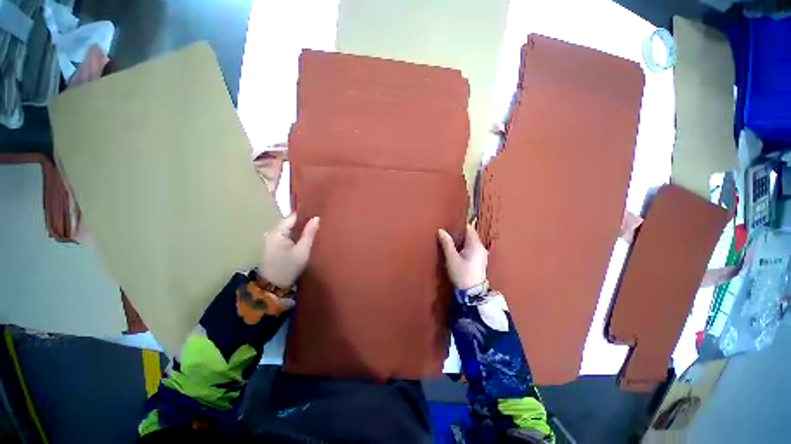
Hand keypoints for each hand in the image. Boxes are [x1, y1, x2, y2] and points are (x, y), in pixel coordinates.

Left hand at [260, 214, 319, 287]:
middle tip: (318, 223)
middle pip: (290, 222)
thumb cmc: (289, 267)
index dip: (305, 215)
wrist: (273, 286)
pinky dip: (296, 235)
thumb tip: (316, 218)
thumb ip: (309, 233)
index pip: (292, 217)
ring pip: (289, 229)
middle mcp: (272, 233)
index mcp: (278, 232)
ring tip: (314, 229)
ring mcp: (272, 239)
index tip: (317, 215)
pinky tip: (305, 238)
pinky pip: (287, 235)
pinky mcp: (274, 245)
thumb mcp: (302, 250)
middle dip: (303, 223)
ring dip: (300, 229)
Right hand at [438, 224, 487, 289]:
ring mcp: (482, 254)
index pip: (469, 228)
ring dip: (462, 241)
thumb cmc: (461, 273)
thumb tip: (441, 230)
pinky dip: (465, 247)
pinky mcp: (480, 261)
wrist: (472, 293)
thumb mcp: (451, 258)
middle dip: (460, 234)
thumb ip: (447, 243)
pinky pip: (472, 248)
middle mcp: (481, 247)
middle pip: (470, 235)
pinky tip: (458, 252)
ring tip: (451, 242)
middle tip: (448, 234)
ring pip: (471, 242)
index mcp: (475, 244)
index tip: (450, 226)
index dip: (460, 226)